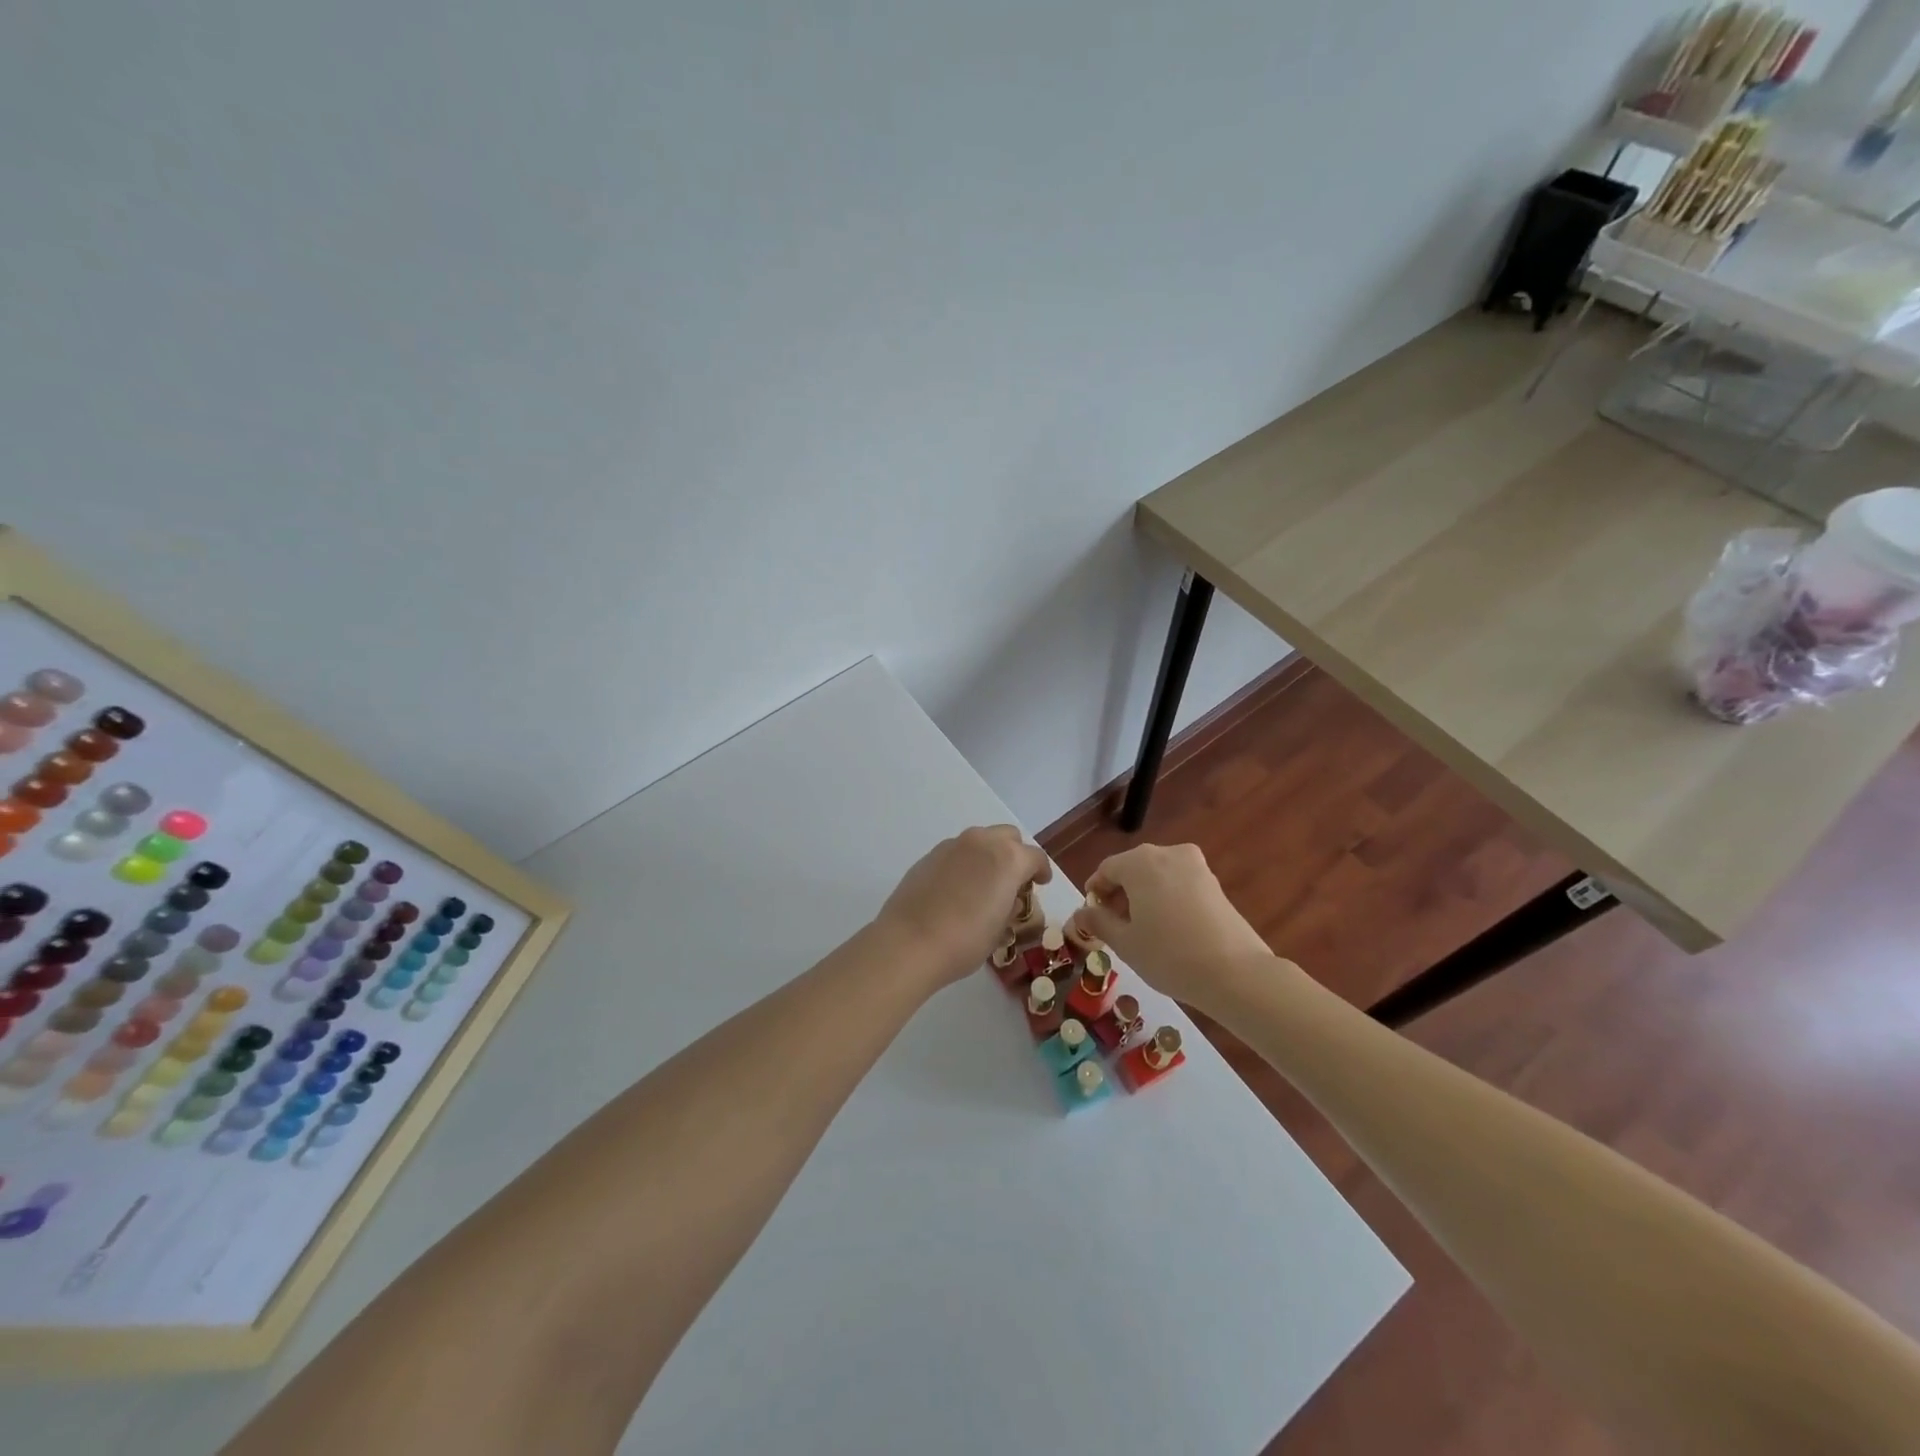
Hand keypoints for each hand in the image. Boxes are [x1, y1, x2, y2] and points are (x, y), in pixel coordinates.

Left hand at [876, 825, 1051, 987]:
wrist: (909, 942)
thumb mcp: (1000, 929)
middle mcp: (982, 842)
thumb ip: (1010, 905)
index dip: (1041, 871)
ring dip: (988, 855)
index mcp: (1008, 859)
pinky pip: (957, 852)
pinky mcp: (929, 855)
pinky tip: (957, 889)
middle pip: (1008, 837)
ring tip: (984, 884)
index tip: (1040, 884)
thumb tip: (1006, 898)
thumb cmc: (965, 941)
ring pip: (980, 840)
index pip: (1035, 857)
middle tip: (1013, 881)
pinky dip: (964, 863)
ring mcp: (953, 845)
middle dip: (1015, 854)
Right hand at [1066, 843, 1276, 1010]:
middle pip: (1133, 868)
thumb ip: (1099, 922)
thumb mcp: (1125, 943)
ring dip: (1143, 896)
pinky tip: (1168, 929)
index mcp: (1140, 862)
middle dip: (1119, 893)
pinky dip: (1166, 898)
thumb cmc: (1169, 955)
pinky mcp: (1214, 882)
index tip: (1093, 916)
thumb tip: (1082, 912)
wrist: (1236, 973)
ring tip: (1142, 930)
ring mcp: (1195, 866)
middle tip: (1114, 926)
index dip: (1095, 891)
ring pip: (1157, 875)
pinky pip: (1179, 883)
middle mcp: (1167, 854)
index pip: (1106, 869)